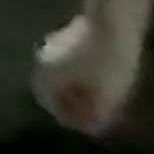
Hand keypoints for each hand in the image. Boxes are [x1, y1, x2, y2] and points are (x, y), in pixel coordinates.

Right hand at [33, 14, 142, 134]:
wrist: (111, 25)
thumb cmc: (109, 63)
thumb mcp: (109, 94)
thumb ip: (97, 112)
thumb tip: (90, 127)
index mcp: (48, 74)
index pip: (47, 101)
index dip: (67, 117)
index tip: (88, 126)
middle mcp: (42, 60)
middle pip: (51, 87)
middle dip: (70, 101)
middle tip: (95, 111)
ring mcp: (51, 46)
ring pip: (58, 72)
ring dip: (74, 86)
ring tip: (99, 95)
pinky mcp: (63, 38)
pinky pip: (65, 61)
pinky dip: (77, 73)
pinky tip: (97, 75)